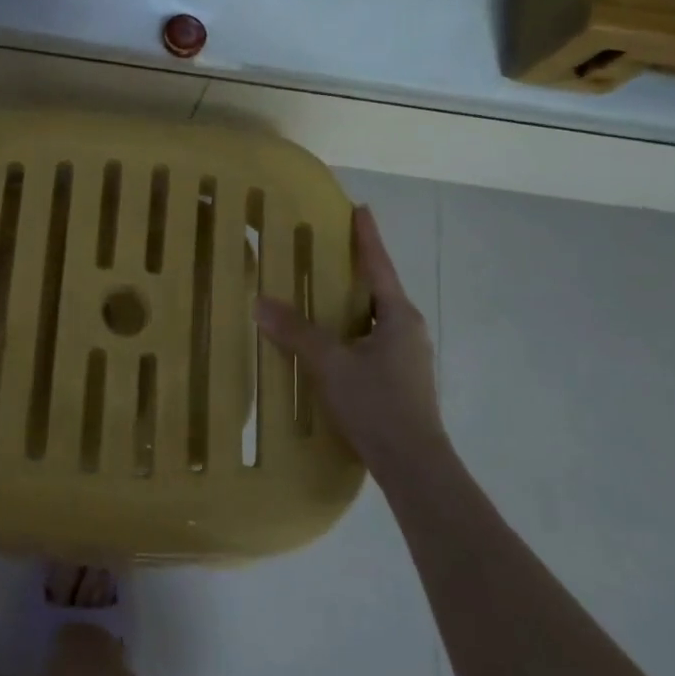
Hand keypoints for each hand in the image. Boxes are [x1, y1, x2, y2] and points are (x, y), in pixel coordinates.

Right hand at [255, 206, 443, 479]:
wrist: (414, 465)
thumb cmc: (378, 404)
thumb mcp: (331, 364)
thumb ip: (297, 332)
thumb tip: (260, 302)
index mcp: (399, 316)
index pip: (379, 265)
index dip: (367, 237)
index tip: (360, 209)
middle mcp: (408, 330)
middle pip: (378, 290)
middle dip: (355, 270)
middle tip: (327, 251)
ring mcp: (407, 357)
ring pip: (374, 319)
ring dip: (351, 305)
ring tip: (321, 295)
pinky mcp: (400, 380)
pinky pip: (371, 342)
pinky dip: (349, 332)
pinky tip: (329, 344)